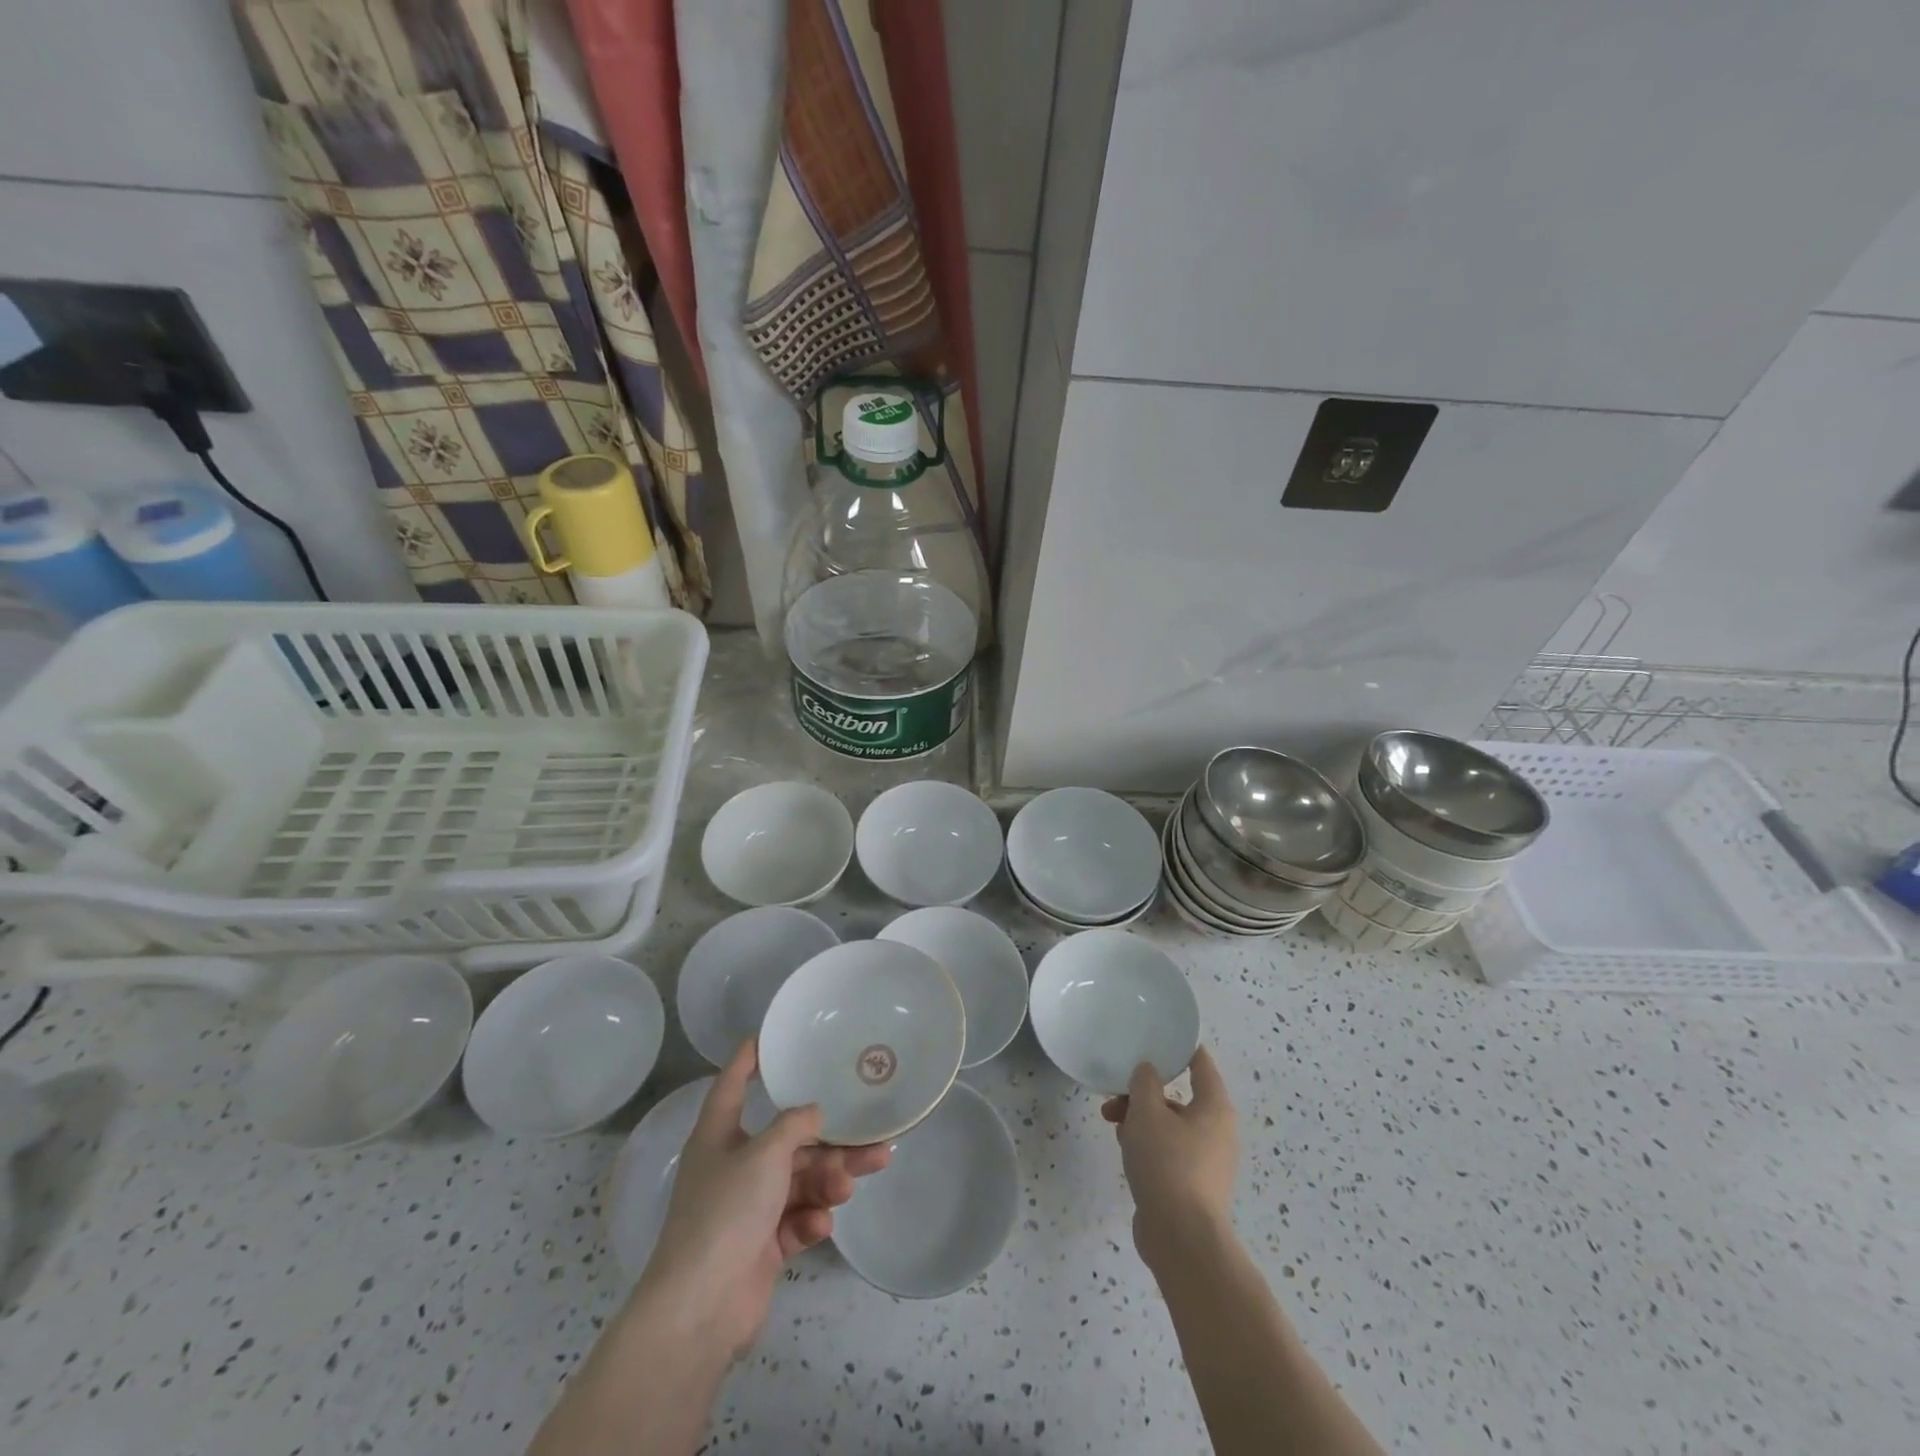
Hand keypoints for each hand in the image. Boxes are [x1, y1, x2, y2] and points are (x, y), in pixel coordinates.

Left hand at [639, 1040, 890, 1358]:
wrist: (701, 1308)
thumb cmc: (727, 1212)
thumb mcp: (764, 1154)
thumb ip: (795, 1126)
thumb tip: (815, 1112)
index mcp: (719, 1136)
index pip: (732, 1085)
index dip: (748, 1059)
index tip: (768, 1036)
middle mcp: (733, 1166)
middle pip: (787, 1141)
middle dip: (827, 1141)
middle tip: (871, 1138)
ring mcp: (748, 1208)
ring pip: (799, 1181)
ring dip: (828, 1180)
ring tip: (855, 1181)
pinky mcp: (762, 1245)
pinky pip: (795, 1219)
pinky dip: (810, 1219)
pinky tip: (819, 1224)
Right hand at [1101, 1045, 1235, 1274]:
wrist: (1182, 1239)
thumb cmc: (1168, 1164)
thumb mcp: (1147, 1112)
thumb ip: (1144, 1082)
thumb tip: (1148, 1070)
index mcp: (1214, 1107)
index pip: (1200, 1063)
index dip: (1179, 1048)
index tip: (1155, 1039)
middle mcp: (1218, 1131)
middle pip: (1179, 1097)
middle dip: (1144, 1093)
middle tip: (1116, 1096)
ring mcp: (1207, 1161)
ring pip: (1170, 1126)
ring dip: (1141, 1120)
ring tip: (1113, 1126)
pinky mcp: (1193, 1186)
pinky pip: (1169, 1152)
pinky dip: (1148, 1146)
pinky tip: (1125, 1152)